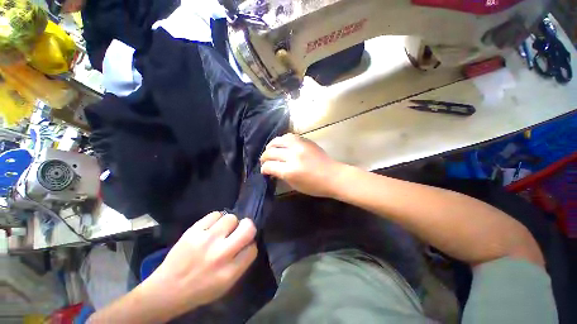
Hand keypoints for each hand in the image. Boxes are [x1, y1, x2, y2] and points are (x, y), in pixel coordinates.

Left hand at [149, 212, 256, 315]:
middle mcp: (220, 254)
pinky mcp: (193, 231)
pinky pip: (215, 214)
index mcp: (230, 272)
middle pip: (248, 228)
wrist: (167, 289)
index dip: (250, 245)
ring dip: (230, 223)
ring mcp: (206, 240)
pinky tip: (211, 228)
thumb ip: (241, 263)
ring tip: (222, 230)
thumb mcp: (226, 285)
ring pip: (231, 218)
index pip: (252, 248)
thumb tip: (249, 243)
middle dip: (248, 226)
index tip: (244, 246)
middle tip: (240, 230)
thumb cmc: (200, 289)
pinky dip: (216, 219)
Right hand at [260, 133, 343, 197]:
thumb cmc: (315, 186)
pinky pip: (289, 136)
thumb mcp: (295, 185)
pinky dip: (282, 140)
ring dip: (271, 145)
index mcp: (290, 171)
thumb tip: (272, 169)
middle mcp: (293, 156)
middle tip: (264, 161)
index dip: (264, 169)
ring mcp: (300, 146)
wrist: (334, 176)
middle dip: (264, 157)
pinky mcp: (305, 140)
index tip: (264, 170)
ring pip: (278, 140)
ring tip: (270, 150)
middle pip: (271, 152)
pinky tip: (281, 144)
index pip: (269, 166)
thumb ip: (281, 175)